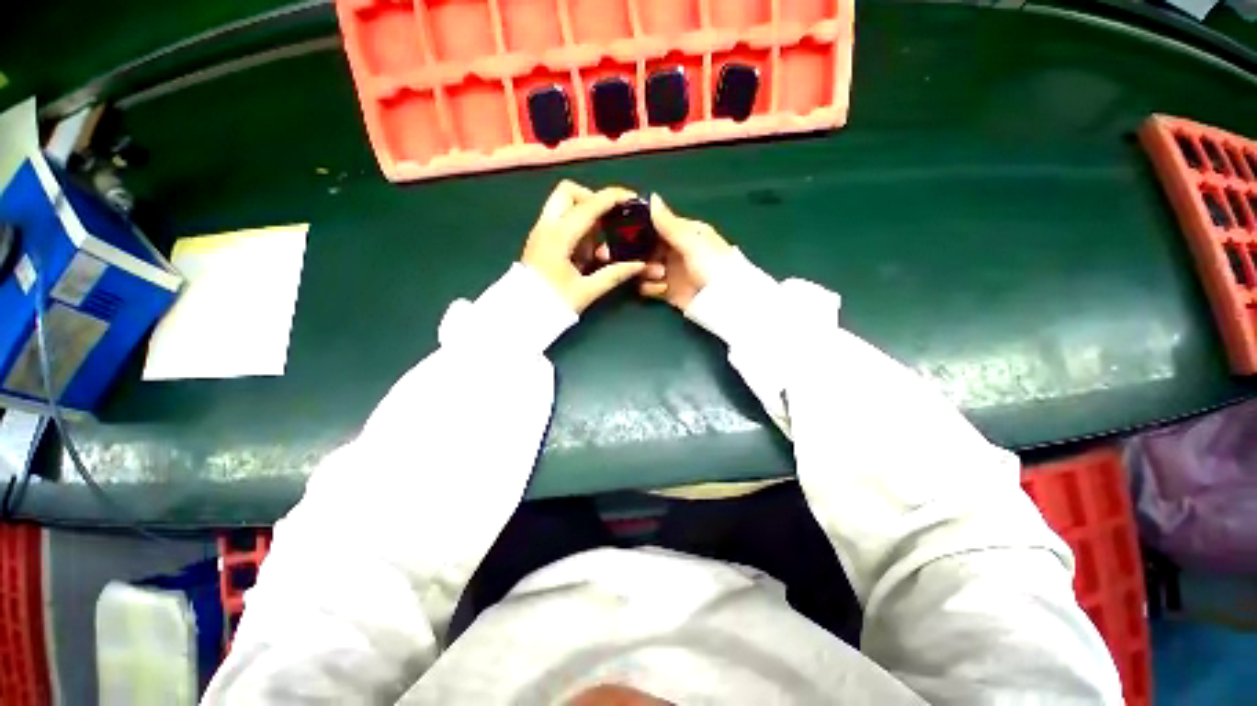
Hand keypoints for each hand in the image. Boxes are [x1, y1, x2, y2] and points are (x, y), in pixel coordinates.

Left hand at [522, 181, 646, 312]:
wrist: (521, 315)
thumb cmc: (553, 303)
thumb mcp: (587, 290)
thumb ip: (614, 275)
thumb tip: (639, 265)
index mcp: (559, 236)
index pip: (589, 205)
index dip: (613, 198)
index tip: (632, 199)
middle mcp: (547, 226)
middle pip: (569, 191)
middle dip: (592, 200)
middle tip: (607, 222)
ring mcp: (541, 231)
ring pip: (564, 206)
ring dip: (585, 218)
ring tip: (596, 250)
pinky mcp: (540, 240)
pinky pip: (561, 221)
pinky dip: (577, 229)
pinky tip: (584, 256)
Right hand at [636, 194, 733, 309]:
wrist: (722, 300)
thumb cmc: (711, 264)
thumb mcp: (691, 241)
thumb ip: (668, 224)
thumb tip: (652, 196)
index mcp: (684, 233)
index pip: (657, 225)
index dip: (641, 227)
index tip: (627, 230)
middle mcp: (674, 250)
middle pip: (646, 247)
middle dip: (641, 253)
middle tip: (642, 259)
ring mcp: (670, 271)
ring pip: (644, 267)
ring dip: (646, 271)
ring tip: (659, 275)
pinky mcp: (666, 291)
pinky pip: (648, 286)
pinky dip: (650, 287)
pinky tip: (661, 288)